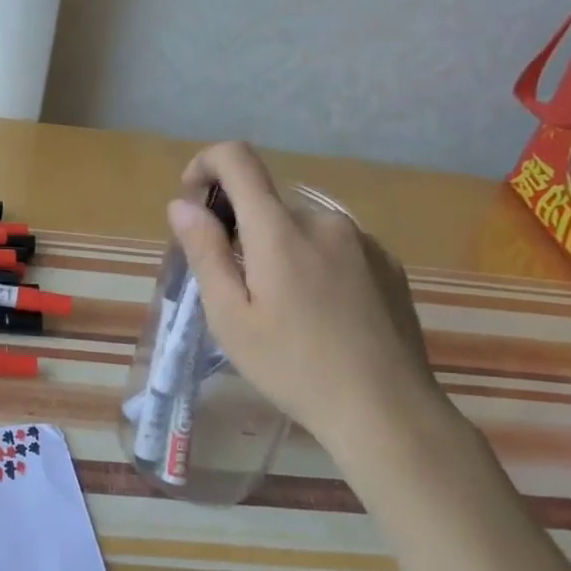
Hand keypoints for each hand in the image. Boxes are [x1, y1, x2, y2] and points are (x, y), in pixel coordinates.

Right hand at [167, 142, 450, 467]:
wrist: (387, 411)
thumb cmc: (293, 366)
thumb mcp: (230, 316)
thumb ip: (204, 251)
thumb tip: (182, 204)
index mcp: (279, 229)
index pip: (237, 159)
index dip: (206, 165)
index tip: (193, 202)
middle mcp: (323, 220)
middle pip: (266, 203)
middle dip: (240, 231)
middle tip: (235, 290)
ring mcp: (361, 240)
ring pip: (299, 228)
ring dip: (277, 251)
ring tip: (281, 311)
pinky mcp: (387, 263)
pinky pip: (333, 247)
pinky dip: (312, 264)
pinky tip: (321, 315)